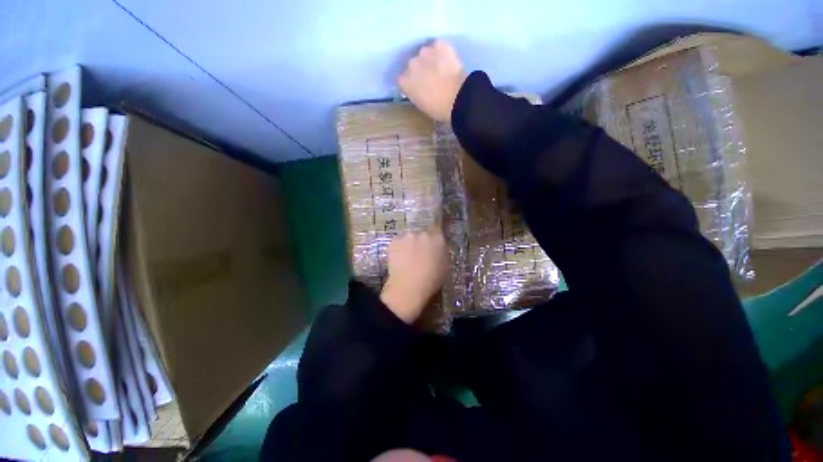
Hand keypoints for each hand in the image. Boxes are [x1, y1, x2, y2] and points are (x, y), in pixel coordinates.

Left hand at [380, 228, 448, 323]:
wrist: (408, 287)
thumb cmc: (432, 280)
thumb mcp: (446, 265)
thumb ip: (442, 251)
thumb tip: (439, 247)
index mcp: (437, 238)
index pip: (438, 226)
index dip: (435, 231)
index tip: (433, 238)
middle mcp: (422, 232)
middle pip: (422, 232)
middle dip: (421, 240)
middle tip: (419, 253)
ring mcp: (407, 236)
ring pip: (409, 237)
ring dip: (409, 244)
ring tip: (407, 258)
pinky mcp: (394, 241)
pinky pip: (398, 243)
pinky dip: (399, 249)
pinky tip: (399, 260)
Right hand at [398, 40, 465, 122]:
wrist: (457, 98)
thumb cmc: (438, 109)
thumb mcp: (421, 104)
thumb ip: (415, 93)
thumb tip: (419, 88)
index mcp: (404, 82)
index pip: (403, 79)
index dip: (412, 82)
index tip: (419, 86)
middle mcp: (410, 64)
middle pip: (413, 64)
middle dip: (420, 69)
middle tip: (431, 78)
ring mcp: (424, 52)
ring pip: (425, 53)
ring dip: (431, 59)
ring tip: (441, 68)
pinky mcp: (438, 44)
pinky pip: (438, 46)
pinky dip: (442, 52)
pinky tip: (448, 61)